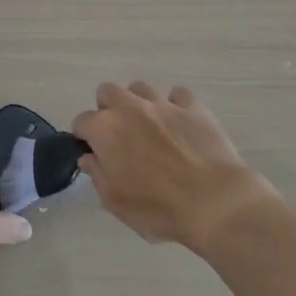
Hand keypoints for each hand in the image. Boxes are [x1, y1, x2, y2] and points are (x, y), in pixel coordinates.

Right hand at [73, 82, 276, 251]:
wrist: (214, 201)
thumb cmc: (158, 208)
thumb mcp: (116, 202)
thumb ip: (97, 174)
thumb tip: (89, 157)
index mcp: (106, 129)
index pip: (82, 121)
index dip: (84, 137)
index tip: (92, 152)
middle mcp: (130, 107)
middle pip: (108, 92)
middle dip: (107, 109)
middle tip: (118, 135)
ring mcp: (163, 103)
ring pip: (140, 88)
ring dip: (138, 104)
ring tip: (149, 128)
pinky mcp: (193, 106)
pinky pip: (177, 95)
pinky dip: (174, 106)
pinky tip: (180, 125)